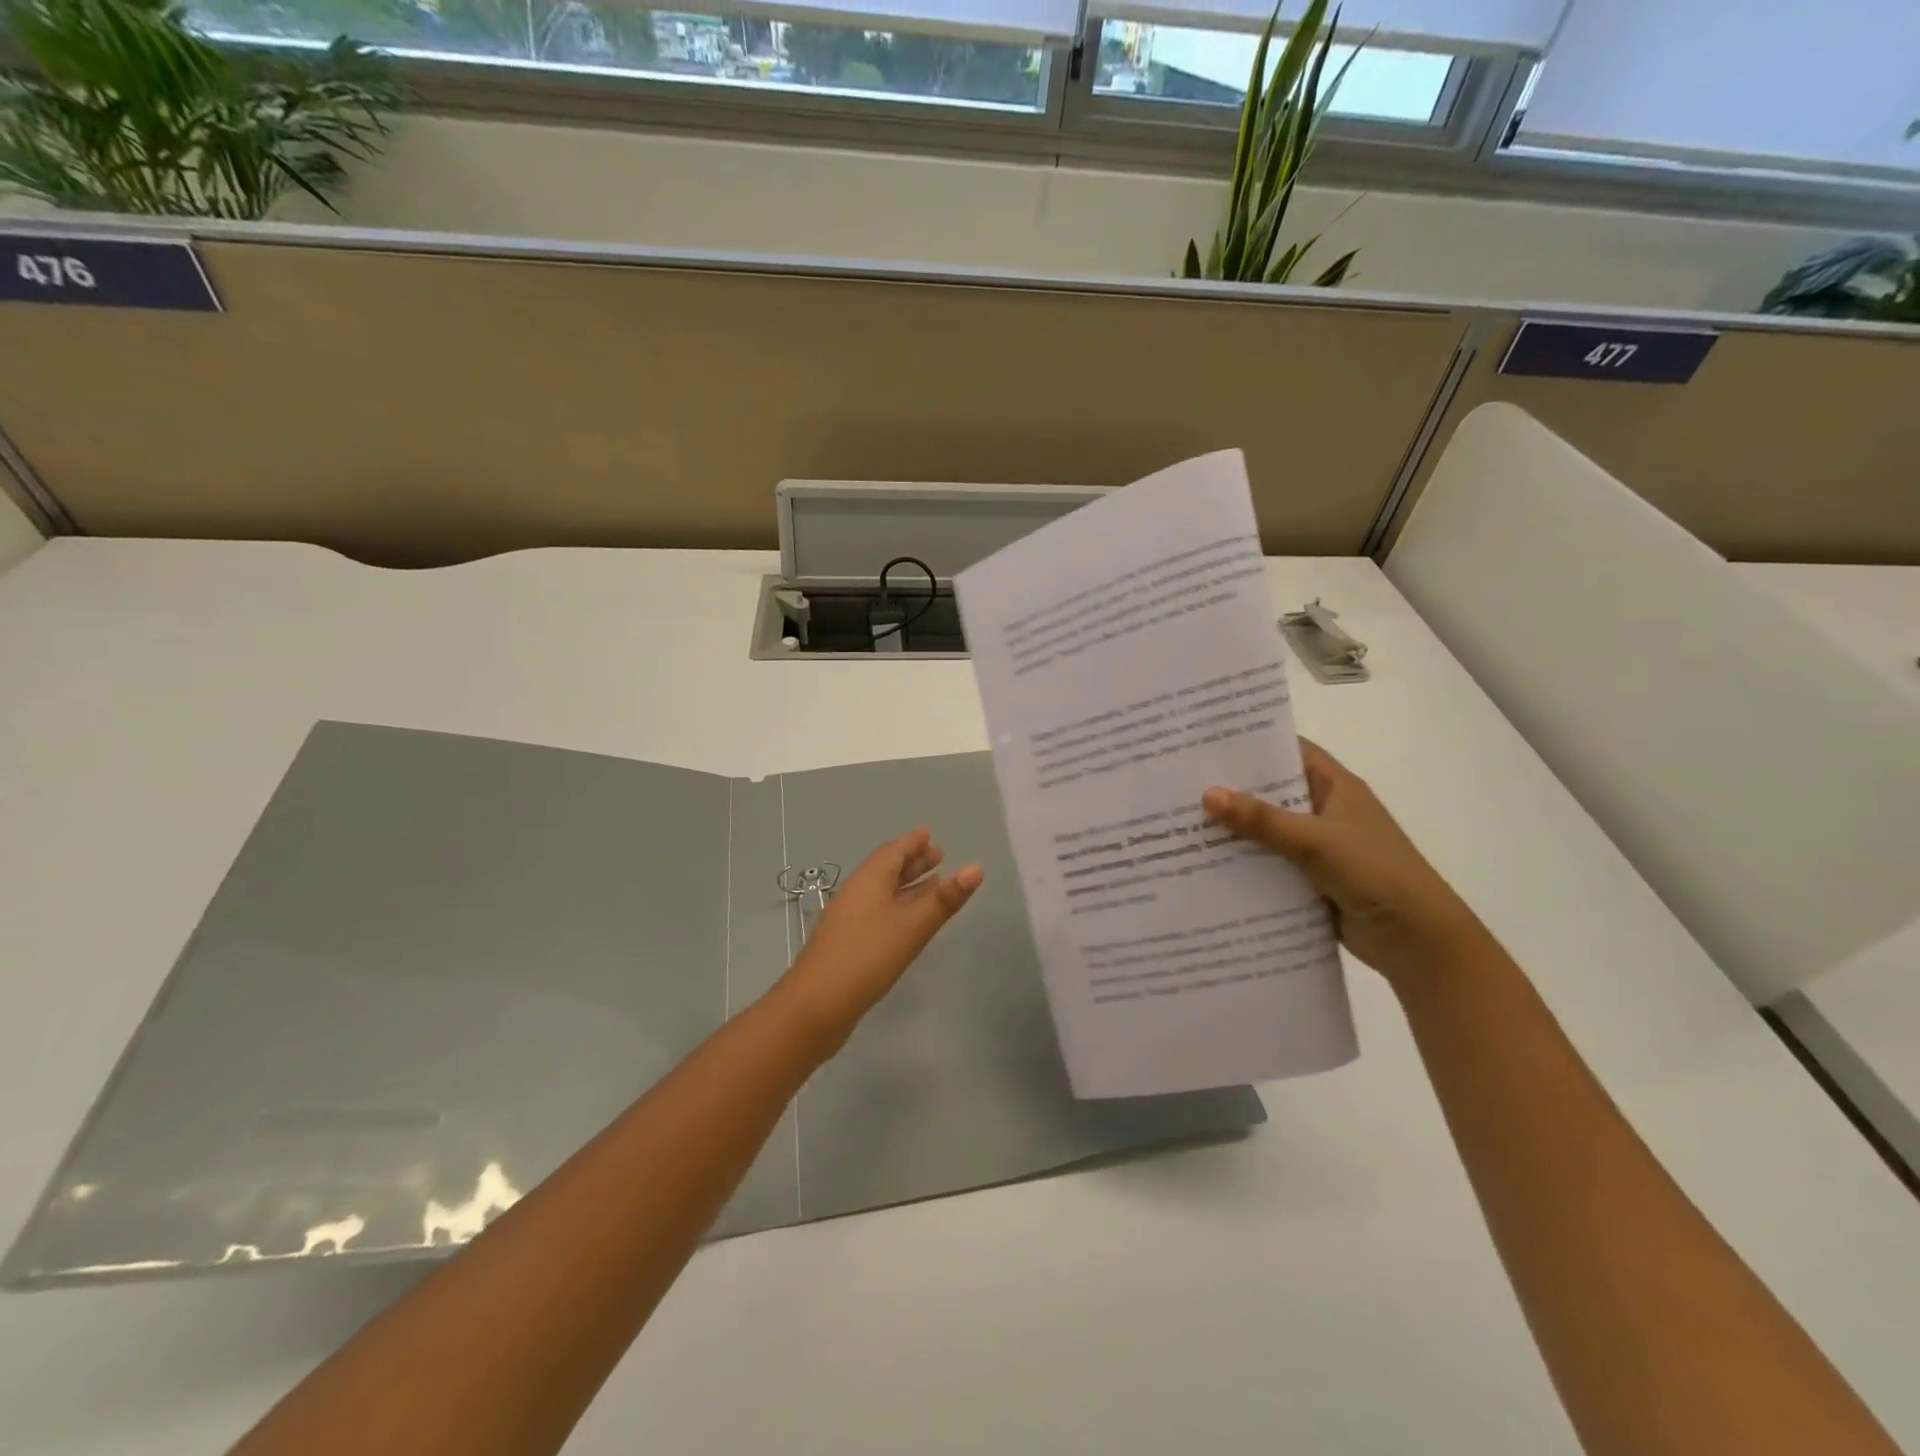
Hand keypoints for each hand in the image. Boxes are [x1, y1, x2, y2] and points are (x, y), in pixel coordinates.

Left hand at [774, 829, 982, 1049]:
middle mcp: (856, 892)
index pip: (893, 851)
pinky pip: (877, 911)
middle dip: (913, 861)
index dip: (913, 843)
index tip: (930, 835)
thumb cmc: (868, 956)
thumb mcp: (913, 926)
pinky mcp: (847, 942)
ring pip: (882, 891)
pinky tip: (908, 922)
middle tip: (939, 856)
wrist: (816, 1005)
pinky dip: (898, 906)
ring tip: (933, 883)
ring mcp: (849, 918)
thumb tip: (977, 868)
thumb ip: (945, 899)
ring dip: (907, 884)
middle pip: (886, 868)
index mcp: (869, 880)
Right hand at [1203, 740, 1487, 989]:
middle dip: (1231, 788)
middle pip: (1271, 791)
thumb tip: (1207, 794)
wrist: (1418, 942)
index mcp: (1336, 787)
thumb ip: (1262, 820)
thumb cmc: (1376, 874)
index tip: (1205, 739)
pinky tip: (1204, 864)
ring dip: (1234, 829)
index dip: (1252, 742)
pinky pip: (1269, 864)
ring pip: (1267, 830)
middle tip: (1179, 780)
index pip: (1289, 751)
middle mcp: (1325, 811)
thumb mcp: (1316, 841)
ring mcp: (1318, 847)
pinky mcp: (1310, 880)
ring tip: (1179, 821)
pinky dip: (1243, 863)